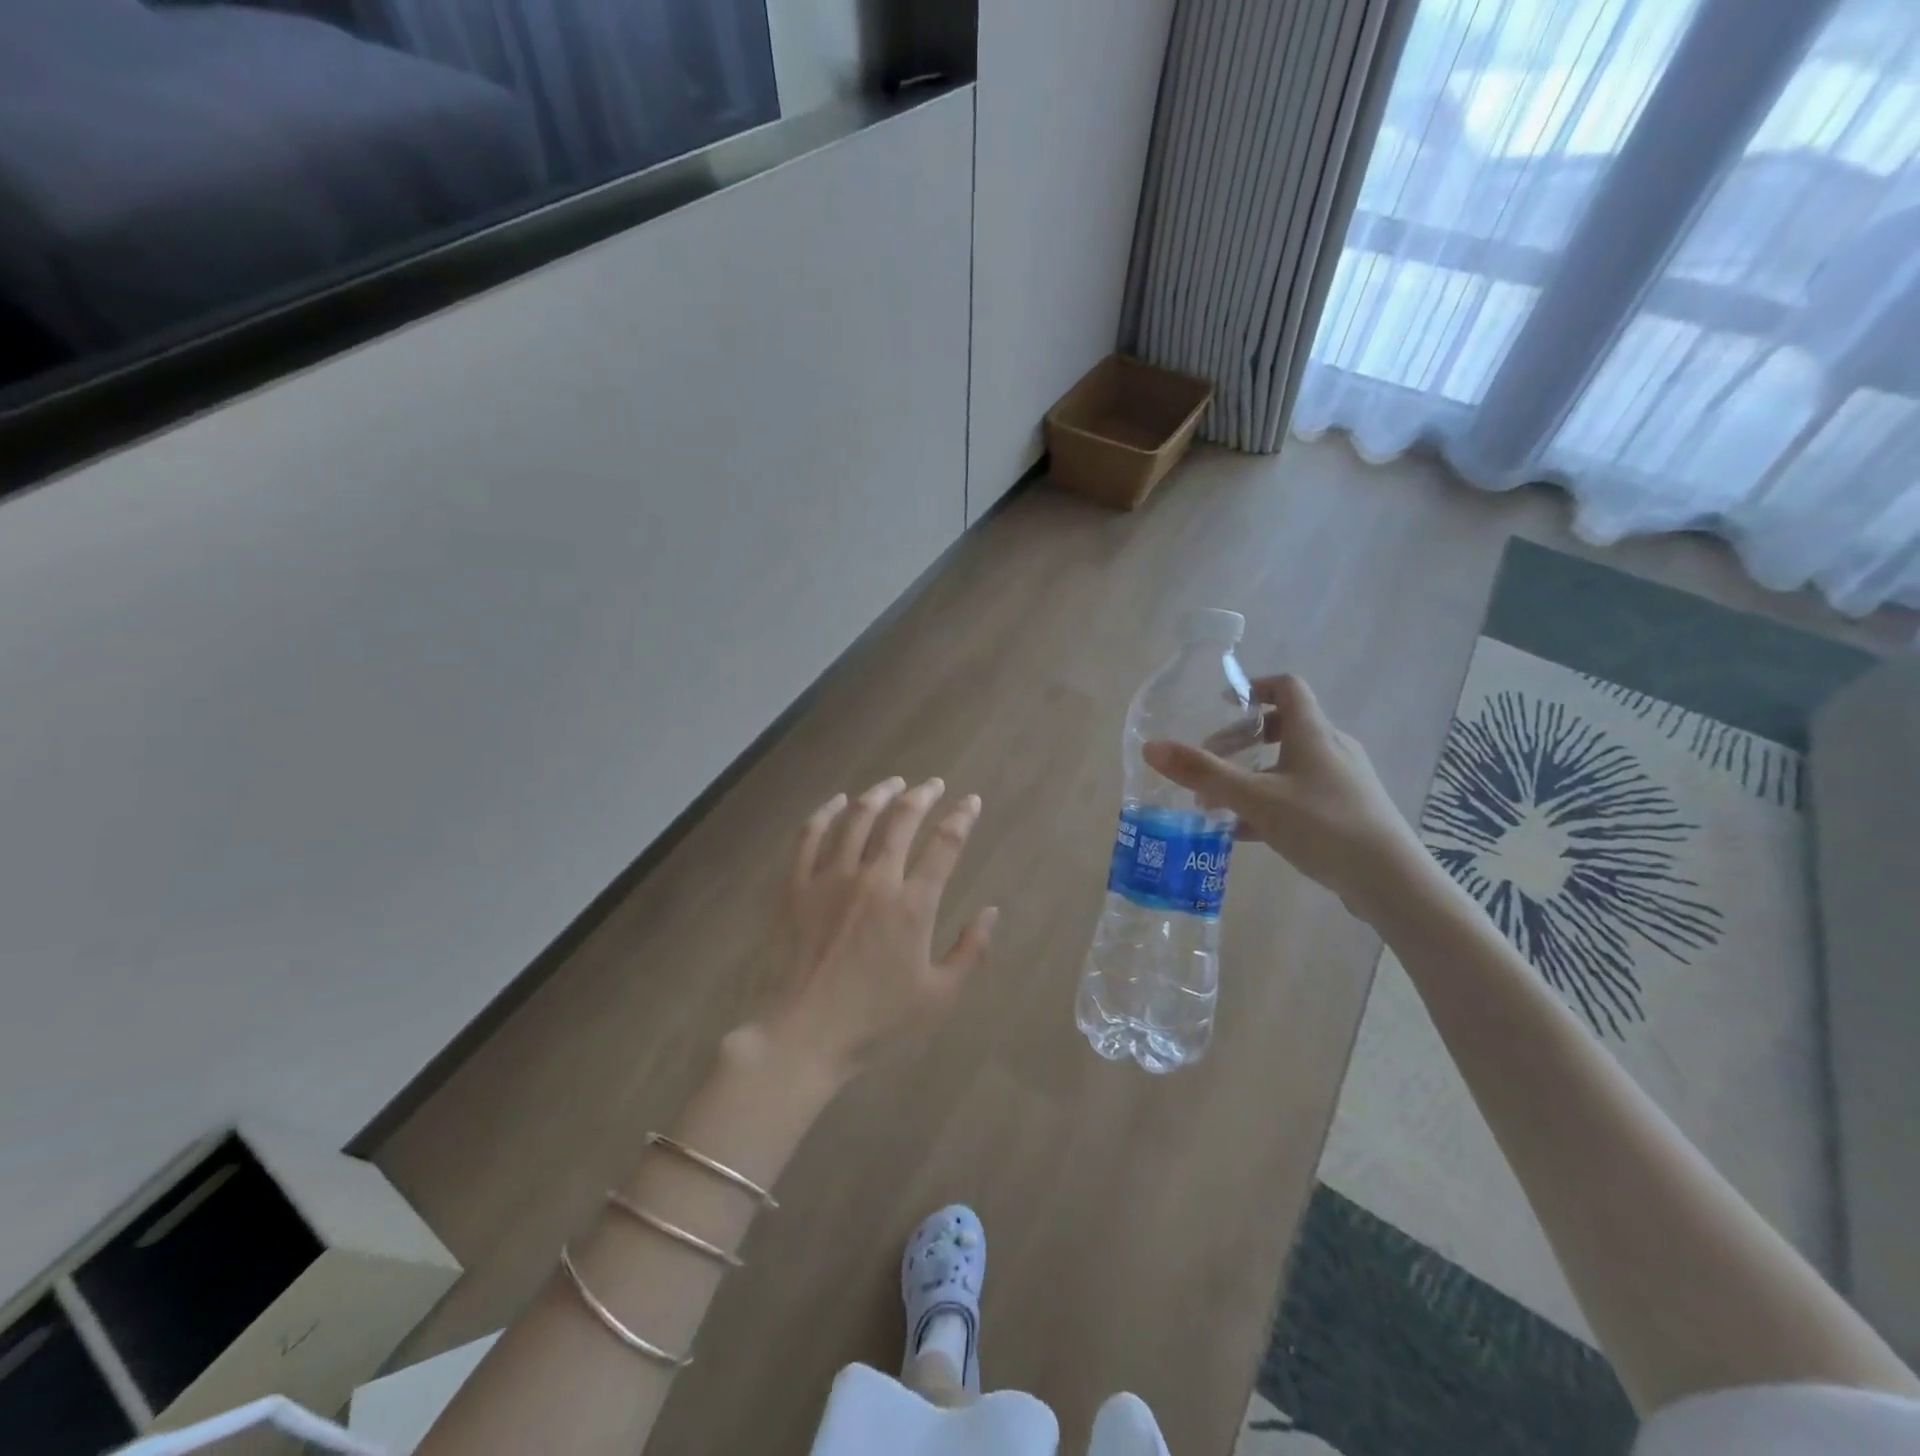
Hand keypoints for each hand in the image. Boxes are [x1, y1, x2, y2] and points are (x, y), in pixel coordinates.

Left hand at [744, 776, 997, 1084]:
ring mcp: (829, 878)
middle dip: (922, 796)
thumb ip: (971, 952)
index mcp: (911, 905)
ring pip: (857, 819)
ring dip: (879, 794)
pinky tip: (837, 801)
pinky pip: (809, 836)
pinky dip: (825, 812)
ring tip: (893, 784)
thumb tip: (992, 912)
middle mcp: (873, 879)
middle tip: (933, 784)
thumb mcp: (938, 998)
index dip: (961, 818)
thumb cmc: (873, 1022)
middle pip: (901, 820)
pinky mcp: (795, 886)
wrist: (799, 1036)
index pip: (944, 845)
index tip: (970, 802)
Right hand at [1143, 674, 1426, 922]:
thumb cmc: (1323, 825)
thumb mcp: (1255, 798)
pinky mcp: (1346, 812)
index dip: (1253, 687)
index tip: (1221, 705)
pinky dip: (1268, 803)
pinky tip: (1243, 833)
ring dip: (1252, 776)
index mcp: (1313, 733)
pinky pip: (1299, 795)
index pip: (1286, 687)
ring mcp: (1342, 781)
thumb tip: (1151, 747)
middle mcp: (1331, 749)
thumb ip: (1203, 773)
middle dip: (1241, 741)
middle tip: (1210, 763)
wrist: (1391, 881)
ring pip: (1289, 765)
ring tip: (1219, 803)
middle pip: (1283, 727)